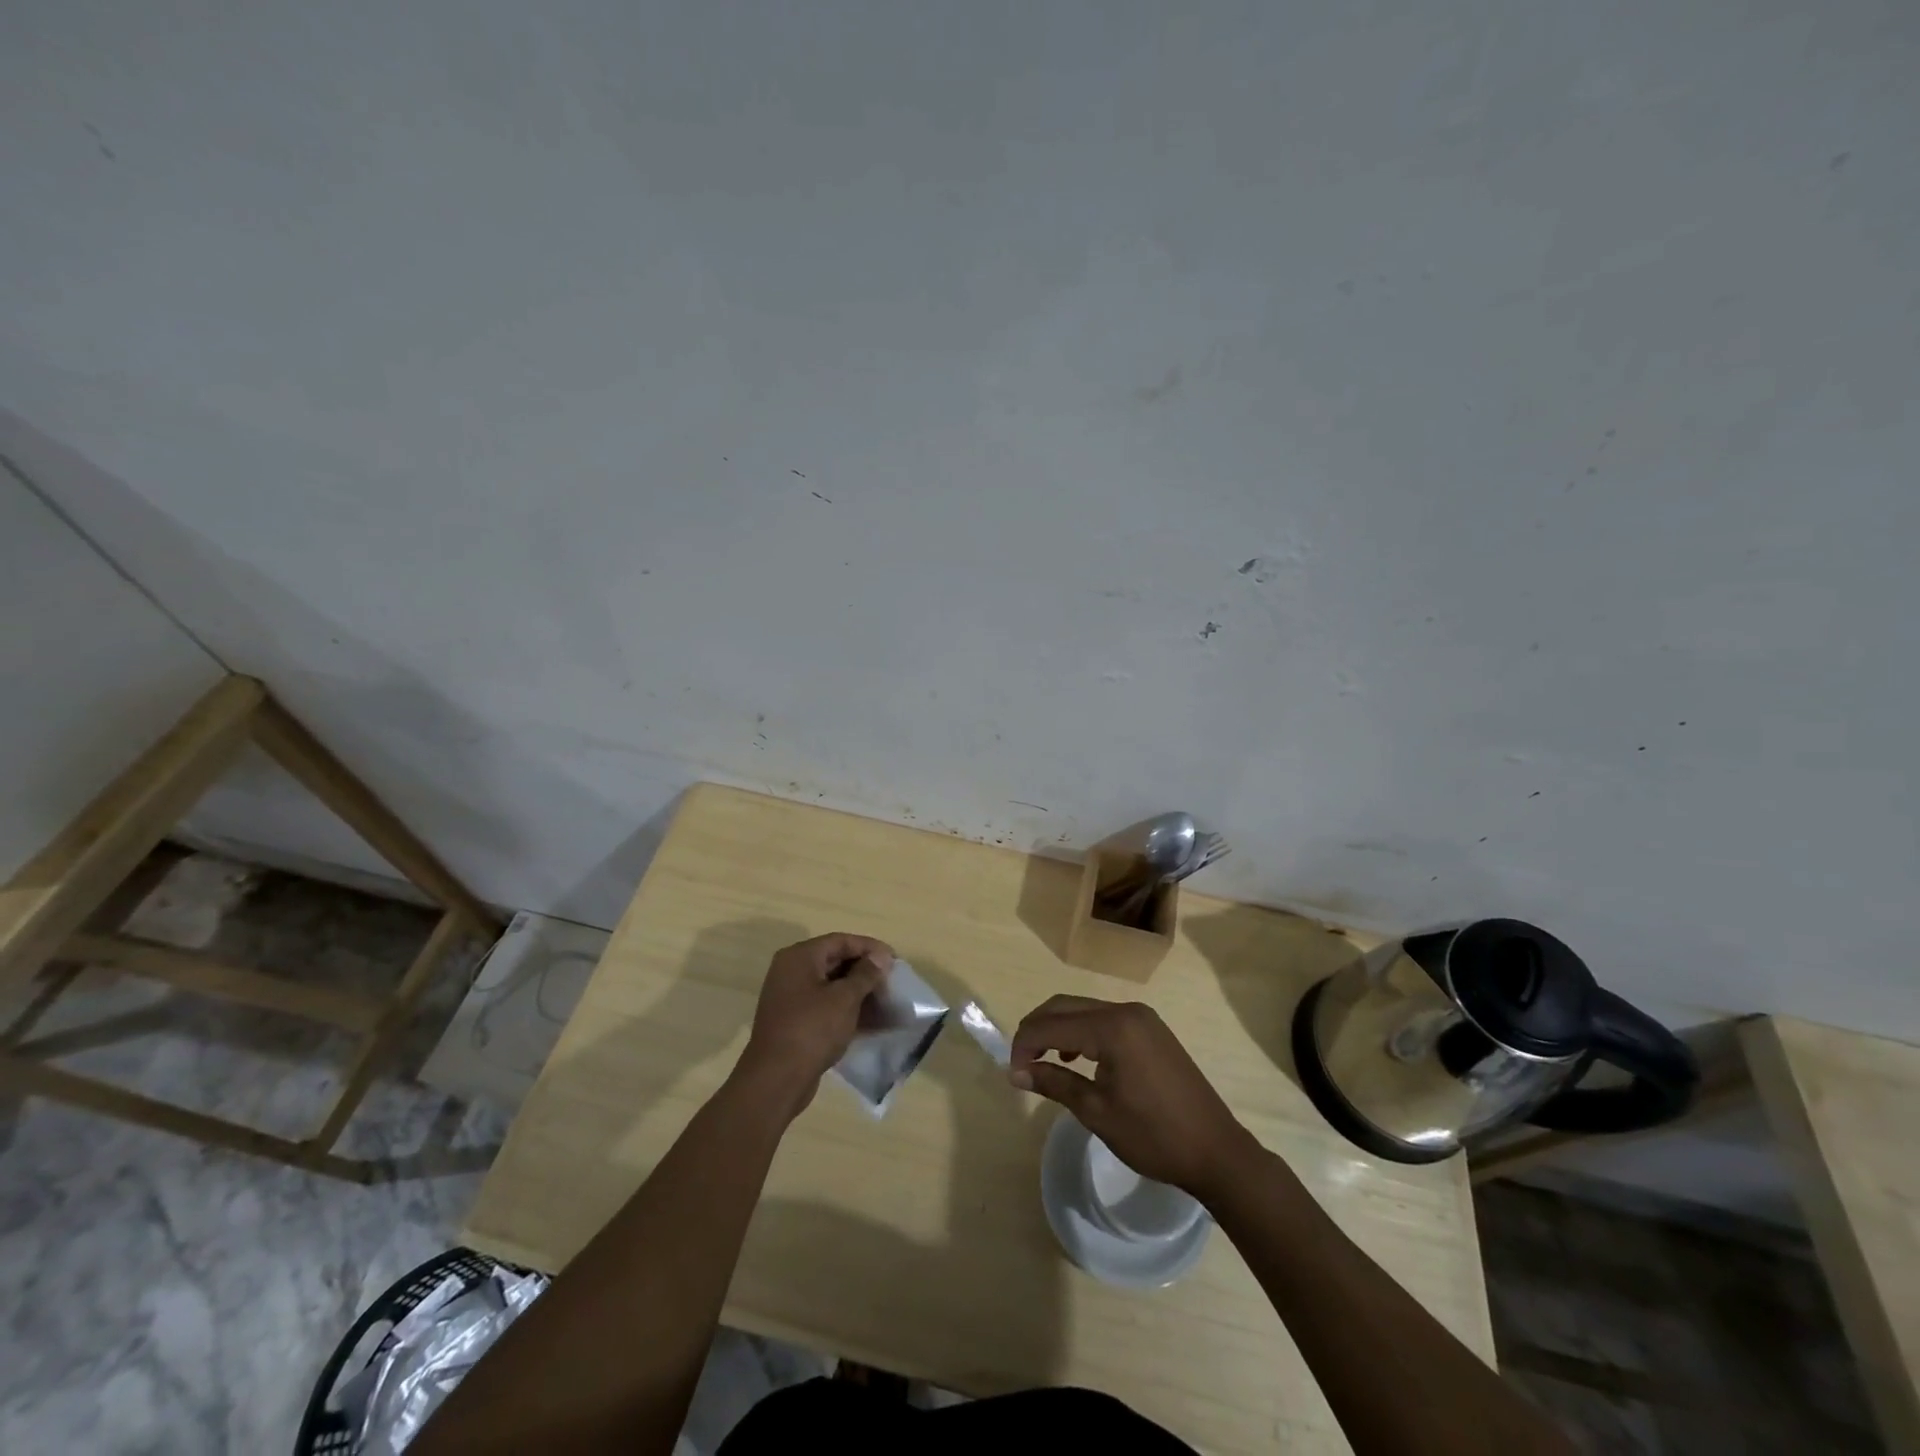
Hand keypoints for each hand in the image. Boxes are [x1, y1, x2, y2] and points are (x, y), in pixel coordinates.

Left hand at [736, 932, 893, 1117]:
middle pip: (835, 961)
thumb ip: (865, 974)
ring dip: (858, 992)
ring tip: (885, 1001)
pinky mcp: (794, 1021)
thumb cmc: (812, 1030)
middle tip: (891, 980)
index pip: (840, 941)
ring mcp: (790, 997)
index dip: (870, 948)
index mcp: (799, 957)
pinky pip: (825, 1006)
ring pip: (831, 985)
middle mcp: (791, 971)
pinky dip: (846, 1009)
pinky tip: (869, 1020)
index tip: (894, 960)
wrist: (776, 1080)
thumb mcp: (844, 998)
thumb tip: (881, 957)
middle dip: (865, 970)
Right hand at [1008, 995, 1255, 1198]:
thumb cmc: (1154, 1136)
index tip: (1013, 1072)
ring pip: (1084, 1009)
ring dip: (1058, 1029)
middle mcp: (1125, 1010)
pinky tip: (1078, 1059)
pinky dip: (1082, 1031)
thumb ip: (1055, 1083)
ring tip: (1044, 1062)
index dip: (1024, 1045)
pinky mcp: (1151, 1028)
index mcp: (1111, 1028)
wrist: (1216, 1150)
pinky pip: (1104, 1018)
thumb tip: (1017, 1072)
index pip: (1051, 1025)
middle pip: (1065, 1006)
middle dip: (1037, 1029)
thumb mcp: (1097, 1112)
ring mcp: (1142, 1017)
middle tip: (1021, 1063)